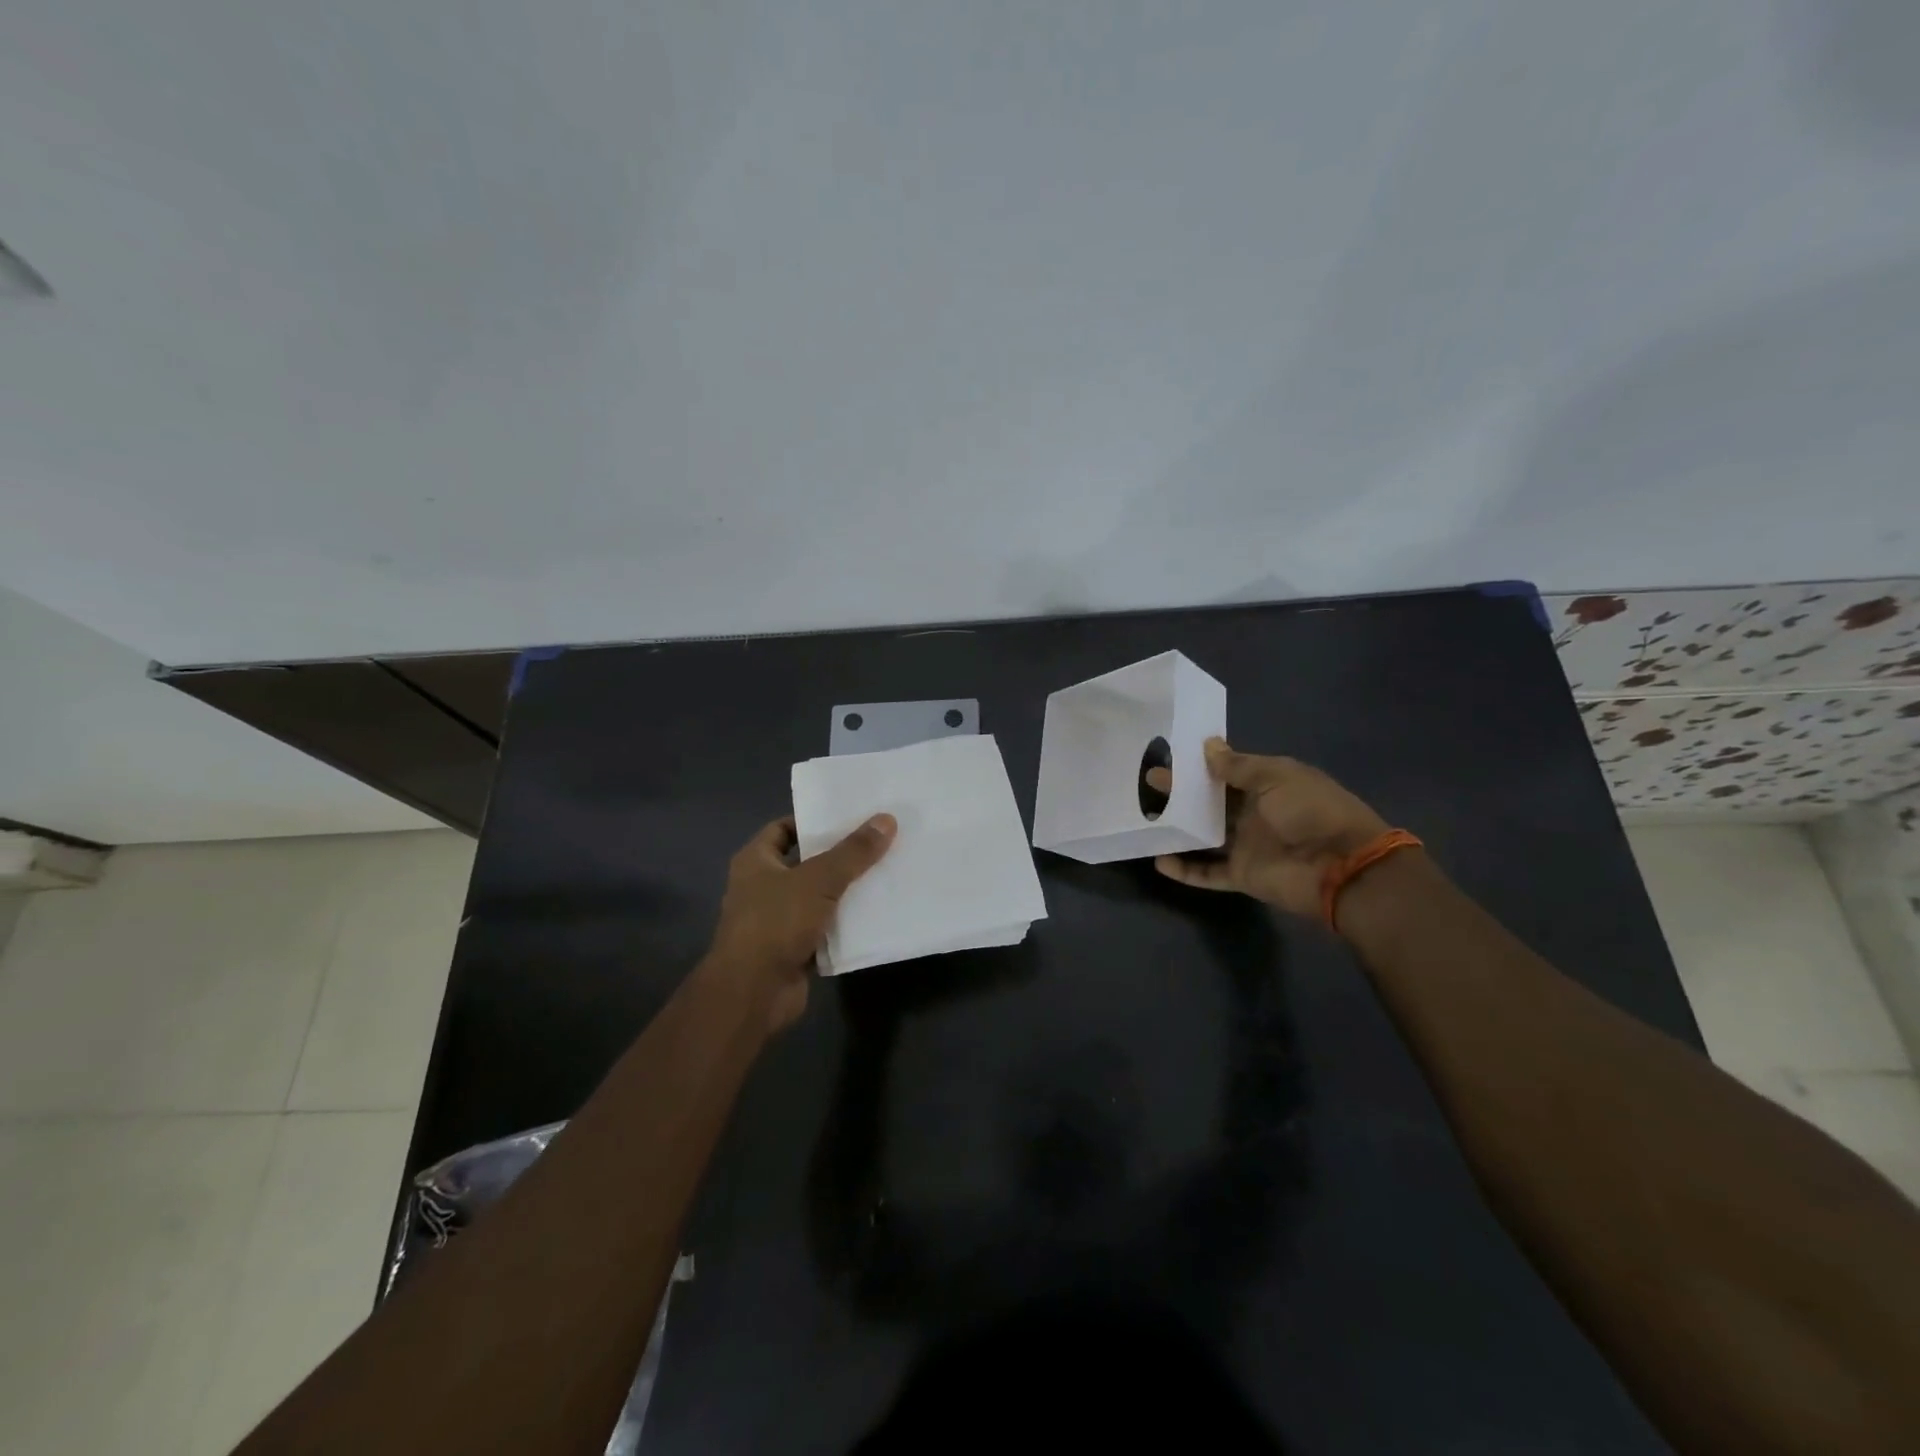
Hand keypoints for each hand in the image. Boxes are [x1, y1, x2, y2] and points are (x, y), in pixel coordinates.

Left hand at [704, 814, 896, 1032]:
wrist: (753, 992)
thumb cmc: (776, 922)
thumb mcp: (819, 879)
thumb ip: (853, 851)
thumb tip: (887, 819)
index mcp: (755, 861)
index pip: (783, 828)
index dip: (813, 821)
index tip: (849, 817)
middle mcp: (762, 887)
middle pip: (806, 862)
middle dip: (839, 855)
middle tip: (878, 841)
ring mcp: (777, 920)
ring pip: (818, 896)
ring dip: (846, 890)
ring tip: (885, 872)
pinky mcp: (794, 948)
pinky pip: (825, 927)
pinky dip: (846, 922)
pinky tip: (877, 913)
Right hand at [1149, 738, 1390, 917]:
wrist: (1343, 868)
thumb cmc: (1311, 812)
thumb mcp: (1276, 777)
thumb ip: (1238, 766)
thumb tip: (1208, 745)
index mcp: (1268, 785)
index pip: (1228, 771)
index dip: (1200, 764)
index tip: (1169, 755)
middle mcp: (1255, 813)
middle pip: (1211, 802)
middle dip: (1182, 793)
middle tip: (1148, 781)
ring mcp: (1247, 845)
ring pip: (1205, 836)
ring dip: (1178, 829)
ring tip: (1145, 819)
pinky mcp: (1241, 875)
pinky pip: (1207, 872)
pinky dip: (1185, 870)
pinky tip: (1158, 861)